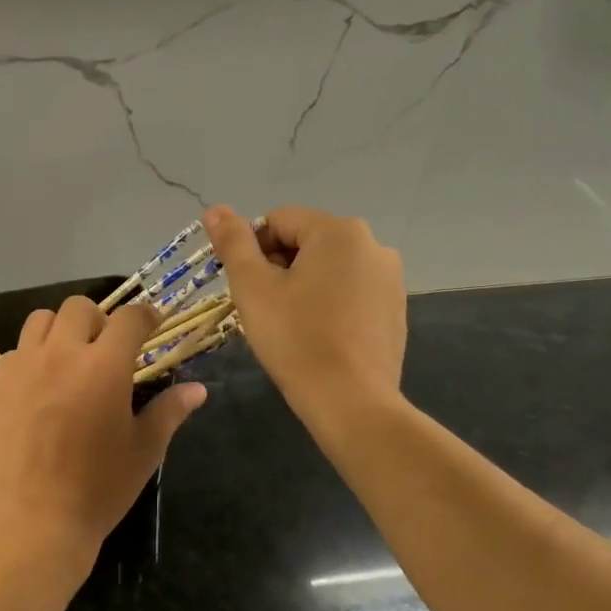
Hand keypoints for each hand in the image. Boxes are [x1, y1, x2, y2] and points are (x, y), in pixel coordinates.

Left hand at [0, 296, 205, 577]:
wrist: (34, 522)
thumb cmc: (99, 488)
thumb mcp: (144, 450)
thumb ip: (170, 411)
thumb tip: (198, 390)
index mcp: (104, 366)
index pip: (128, 318)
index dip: (145, 315)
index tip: (152, 324)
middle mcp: (61, 354)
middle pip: (79, 307)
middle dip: (100, 319)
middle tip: (108, 348)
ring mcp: (23, 367)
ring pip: (41, 320)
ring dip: (61, 329)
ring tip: (71, 359)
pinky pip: (15, 352)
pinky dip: (32, 357)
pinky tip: (40, 387)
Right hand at [203, 204, 406, 421]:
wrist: (351, 402)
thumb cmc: (295, 339)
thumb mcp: (253, 288)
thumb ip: (233, 243)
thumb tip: (214, 209)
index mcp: (339, 231)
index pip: (278, 220)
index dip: (253, 250)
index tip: (247, 288)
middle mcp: (373, 244)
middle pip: (306, 241)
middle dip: (278, 267)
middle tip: (265, 308)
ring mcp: (389, 278)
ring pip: (328, 268)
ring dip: (303, 285)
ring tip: (291, 324)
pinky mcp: (395, 308)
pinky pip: (350, 291)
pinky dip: (329, 303)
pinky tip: (320, 336)